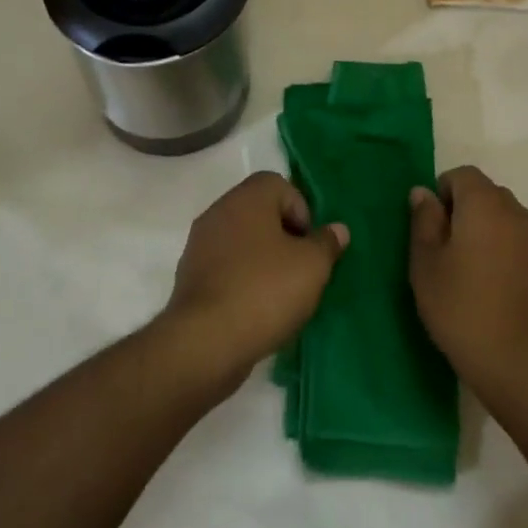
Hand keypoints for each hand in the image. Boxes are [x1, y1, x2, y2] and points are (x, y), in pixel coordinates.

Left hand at [161, 172, 347, 390]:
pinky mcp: (190, 277)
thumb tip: (337, 229)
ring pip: (242, 242)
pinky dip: (242, 280)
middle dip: (284, 238)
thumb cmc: (265, 291)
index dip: (301, 211)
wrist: (205, 342)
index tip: (309, 245)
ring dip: (263, 261)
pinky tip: (256, 310)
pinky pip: (226, 268)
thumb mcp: (312, 266)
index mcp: (247, 198)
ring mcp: (200, 245)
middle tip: (301, 270)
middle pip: (260, 213)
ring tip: (281, 295)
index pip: (280, 185)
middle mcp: (219, 212)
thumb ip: (326, 243)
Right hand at [409, 165, 527, 400]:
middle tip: (445, 250)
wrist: (521, 364)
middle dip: (465, 211)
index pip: (462, 174)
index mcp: (485, 203)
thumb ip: (423, 220)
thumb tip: (423, 192)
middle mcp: (517, 212)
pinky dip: (507, 254)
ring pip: (507, 220)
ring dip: (488, 232)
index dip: (442, 193)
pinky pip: (523, 246)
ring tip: (471, 272)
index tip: (431, 227)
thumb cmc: (462, 308)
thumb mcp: (425, 264)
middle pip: (487, 194)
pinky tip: (496, 290)